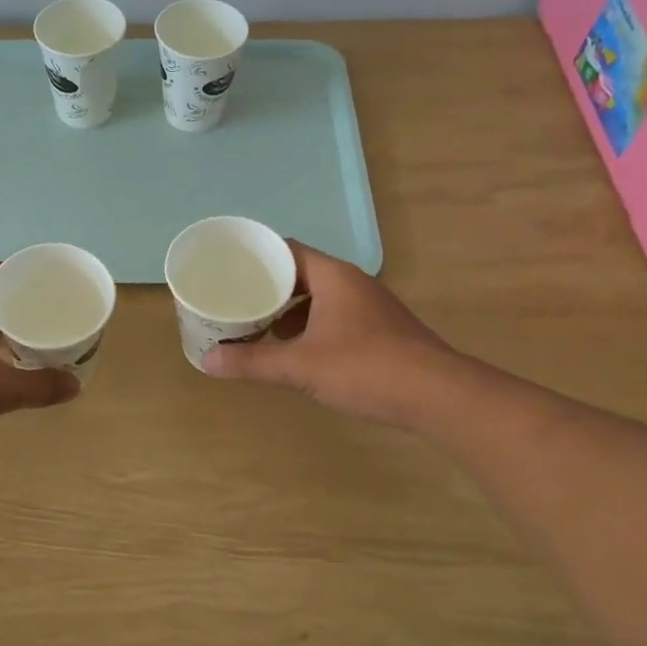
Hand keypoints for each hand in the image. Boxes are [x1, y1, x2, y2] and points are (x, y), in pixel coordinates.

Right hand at [203, 241, 462, 427]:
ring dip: (288, 309)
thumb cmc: (366, 369)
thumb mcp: (301, 366)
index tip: (226, 267)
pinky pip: (333, 316)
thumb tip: (208, 362)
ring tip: (256, 325)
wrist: (438, 396)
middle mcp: (351, 283)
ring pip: (318, 297)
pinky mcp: (378, 331)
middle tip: (233, 299)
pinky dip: (308, 326)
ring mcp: (369, 307)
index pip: (286, 249)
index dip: (256, 256)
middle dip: (266, 286)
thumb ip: (254, 362)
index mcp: (333, 276)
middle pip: (300, 273)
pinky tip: (294, 349)